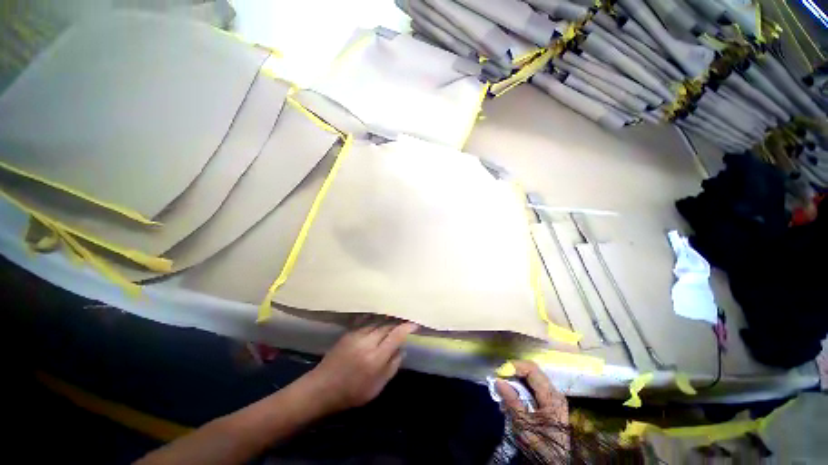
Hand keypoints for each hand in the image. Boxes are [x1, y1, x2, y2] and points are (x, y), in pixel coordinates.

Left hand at [304, 321, 418, 413]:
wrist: (322, 388)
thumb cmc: (352, 393)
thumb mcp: (376, 388)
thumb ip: (392, 367)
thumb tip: (402, 350)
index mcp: (375, 358)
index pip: (396, 336)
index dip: (407, 328)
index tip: (415, 324)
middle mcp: (367, 342)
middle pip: (387, 326)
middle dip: (398, 323)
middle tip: (406, 323)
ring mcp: (357, 335)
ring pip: (378, 322)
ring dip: (388, 320)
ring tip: (395, 320)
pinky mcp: (349, 332)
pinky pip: (367, 322)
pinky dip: (376, 320)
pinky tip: (380, 319)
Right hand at [495, 361, 569, 458]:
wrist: (553, 463)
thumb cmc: (540, 446)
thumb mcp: (524, 426)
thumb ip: (512, 402)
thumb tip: (498, 380)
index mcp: (552, 397)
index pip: (532, 370)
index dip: (514, 367)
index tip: (499, 374)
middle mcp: (554, 393)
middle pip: (531, 371)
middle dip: (513, 373)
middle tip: (498, 381)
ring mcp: (552, 397)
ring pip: (530, 378)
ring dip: (514, 382)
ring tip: (502, 393)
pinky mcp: (548, 402)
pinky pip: (532, 387)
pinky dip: (519, 389)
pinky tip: (511, 399)